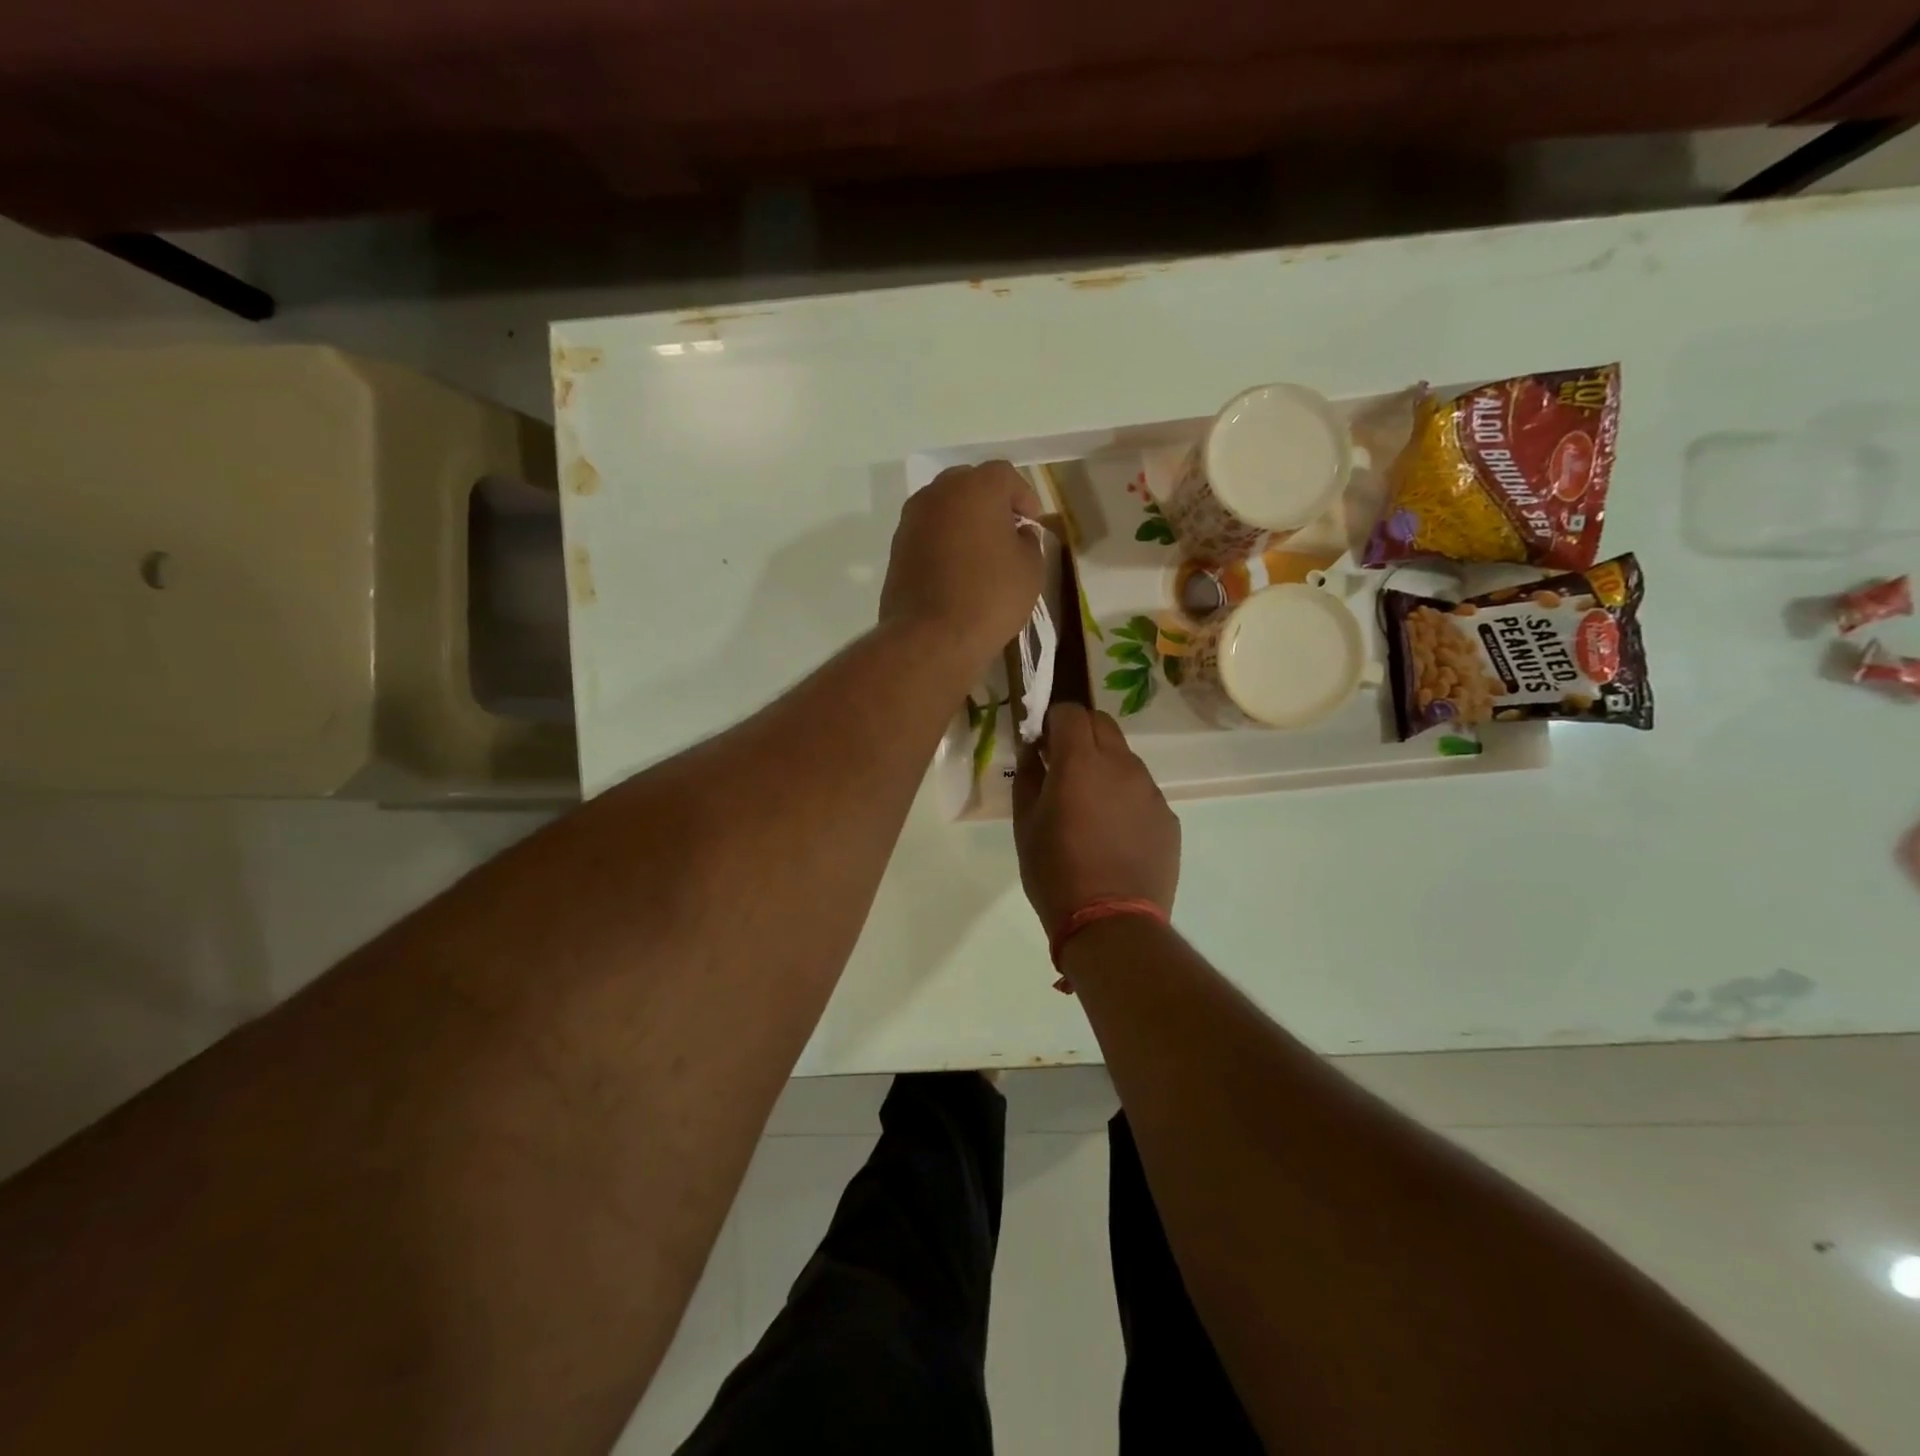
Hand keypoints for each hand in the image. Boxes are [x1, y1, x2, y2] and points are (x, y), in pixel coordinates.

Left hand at [880, 462, 1043, 672]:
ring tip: (981, 553)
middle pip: (970, 484)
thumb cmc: (990, 597)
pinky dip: (944, 542)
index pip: (1006, 476)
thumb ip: (1029, 539)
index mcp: (976, 487)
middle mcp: (938, 493)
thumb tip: (1018, 533)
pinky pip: (928, 533)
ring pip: (945, 507)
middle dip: (991, 503)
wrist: (931, 638)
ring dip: (964, 522)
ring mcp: (912, 519)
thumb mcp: (1031, 568)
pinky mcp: (897, 547)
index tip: (1033, 525)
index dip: (1024, 498)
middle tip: (1007, 533)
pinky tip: (956, 570)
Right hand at [1013, 703, 1179, 934]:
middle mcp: (1121, 765)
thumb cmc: (1056, 872)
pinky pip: (1142, 792)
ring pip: (1125, 758)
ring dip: (1105, 766)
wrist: (1111, 922)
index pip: (1070, 712)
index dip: (1053, 719)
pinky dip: (1125, 797)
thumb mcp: (1025, 824)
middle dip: (1080, 733)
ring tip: (1090, 806)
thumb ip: (1029, 776)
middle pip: (1102, 724)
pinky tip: (1114, 833)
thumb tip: (1033, 751)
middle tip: (1063, 764)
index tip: (1042, 742)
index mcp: (1080, 761)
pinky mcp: (1167, 817)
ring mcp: (1150, 790)